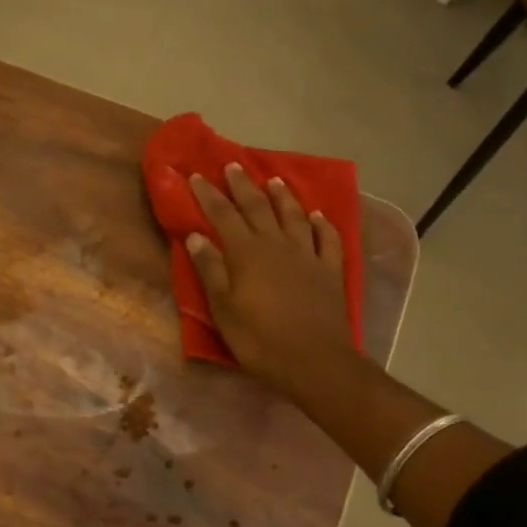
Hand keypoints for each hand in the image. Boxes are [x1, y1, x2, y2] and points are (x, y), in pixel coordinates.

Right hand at [187, 164, 357, 397]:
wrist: (314, 361)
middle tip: (233, 166)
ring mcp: (307, 255)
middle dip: (243, 186)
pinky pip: (327, 239)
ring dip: (282, 197)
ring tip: (274, 181)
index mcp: (246, 253)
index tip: (196, 176)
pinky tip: (318, 216)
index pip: (223, 215)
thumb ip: (210, 269)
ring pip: (293, 216)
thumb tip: (196, 236)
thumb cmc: (259, 339)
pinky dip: (322, 224)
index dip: (208, 195)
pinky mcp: (330, 271)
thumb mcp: (223, 308)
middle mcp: (276, 245)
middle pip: (257, 207)